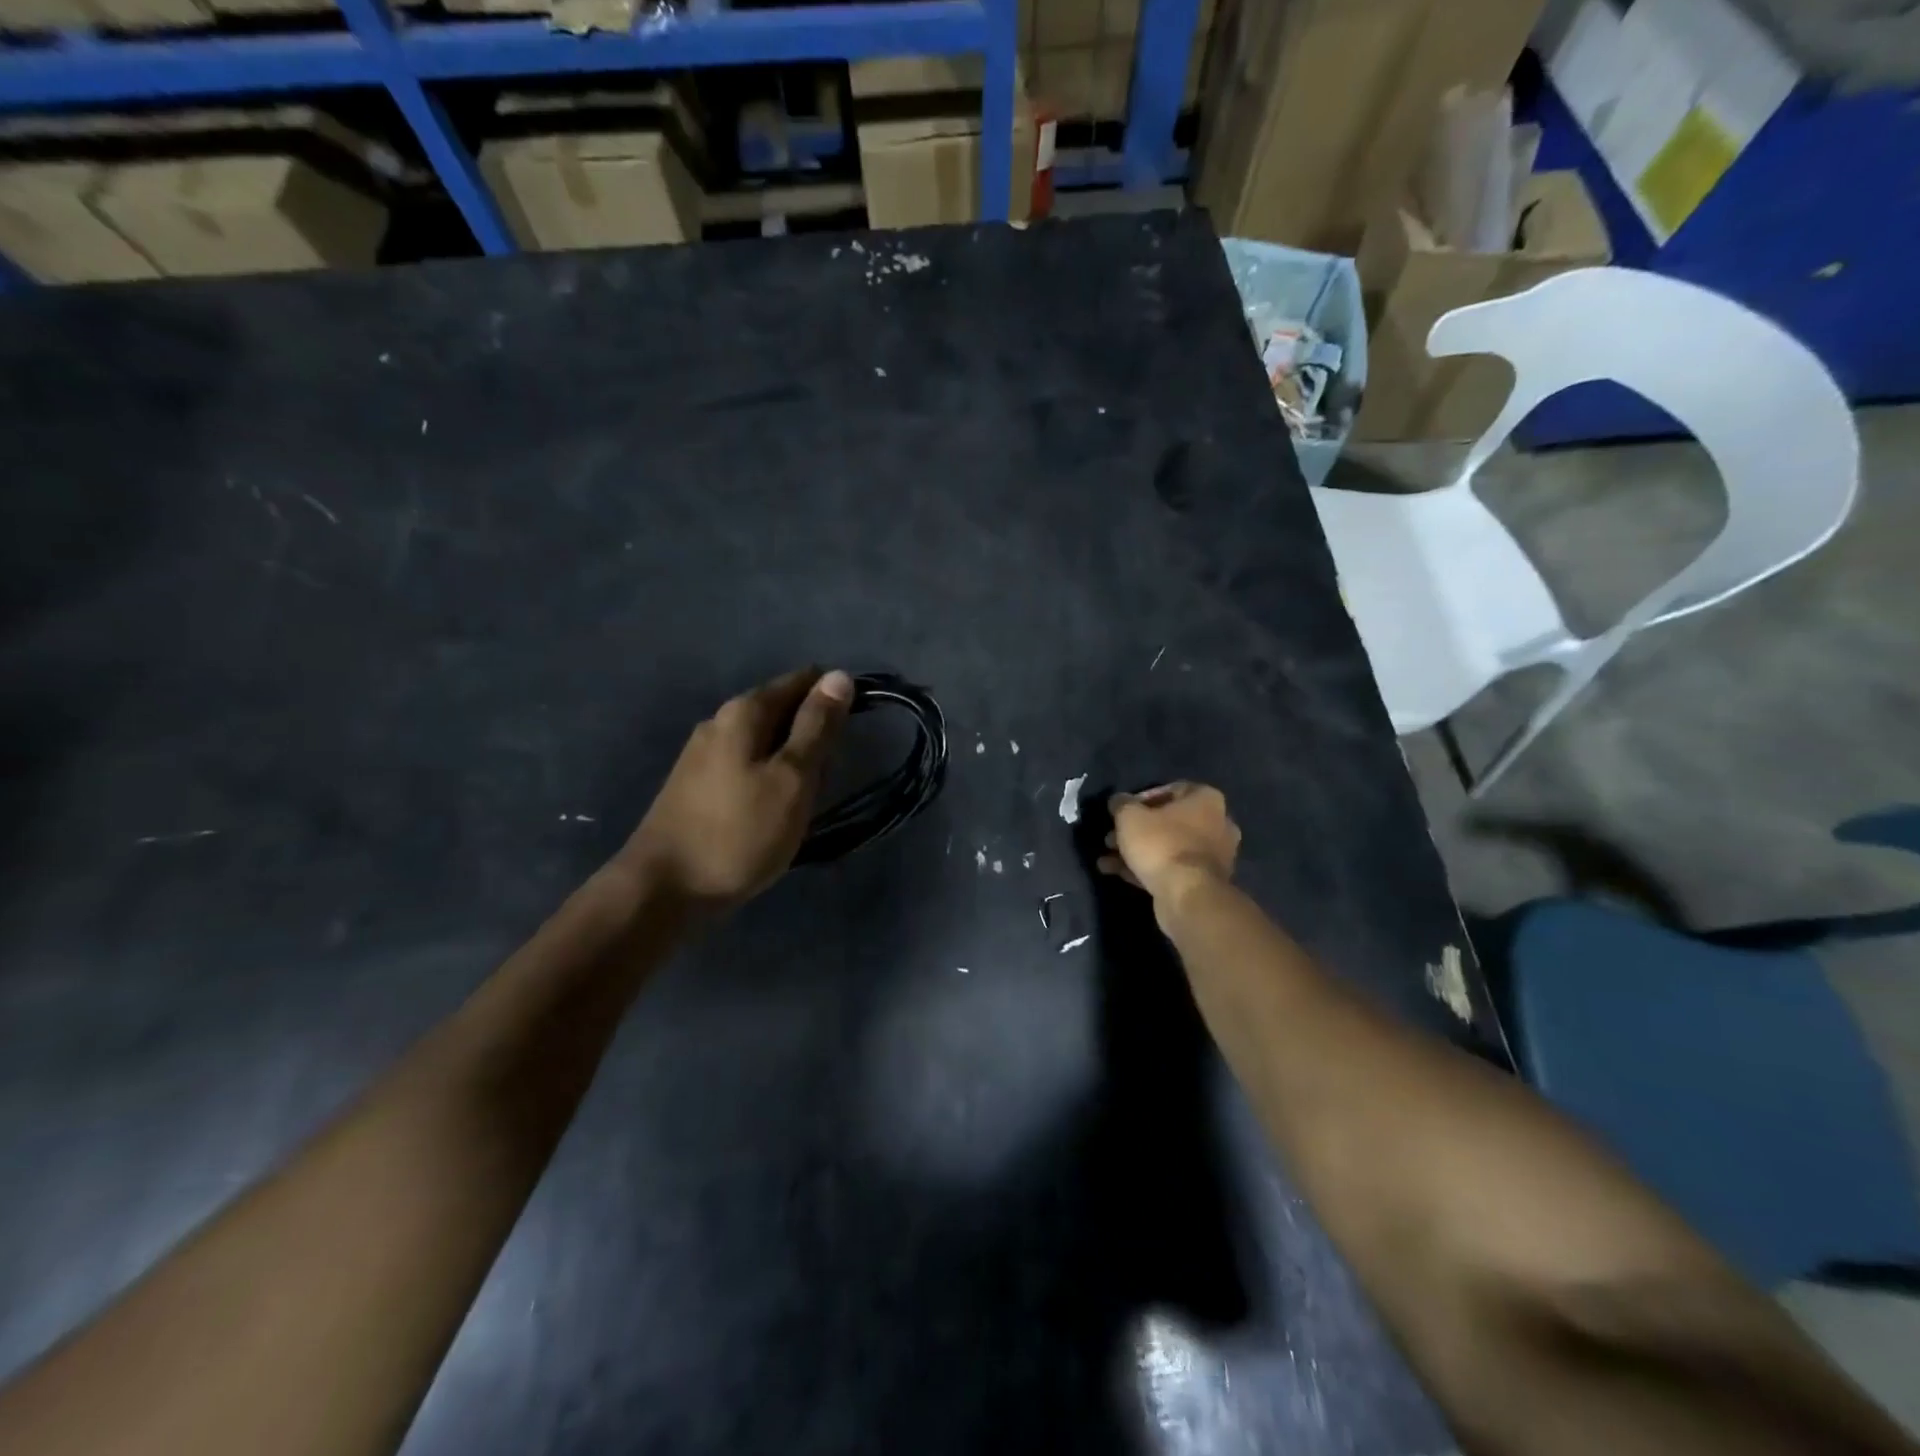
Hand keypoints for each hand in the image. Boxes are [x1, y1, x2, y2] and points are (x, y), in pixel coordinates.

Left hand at [619, 668, 853, 911]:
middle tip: (824, 783)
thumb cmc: (740, 832)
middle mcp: (719, 722)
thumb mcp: (792, 778)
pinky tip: (772, 814)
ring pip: (766, 744)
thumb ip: (817, 727)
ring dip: (792, 765)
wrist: (664, 889)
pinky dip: (769, 782)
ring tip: (802, 806)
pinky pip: (747, 768)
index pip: (801, 681)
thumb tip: (840, 675)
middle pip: (782, 712)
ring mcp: (702, 755)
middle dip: (813, 738)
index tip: (852, 735)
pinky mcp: (696, 786)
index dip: (833, 699)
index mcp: (744, 712)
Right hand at [1099, 782, 1241, 906]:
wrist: (1187, 895)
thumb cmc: (1161, 844)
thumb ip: (1121, 804)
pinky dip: (1145, 868)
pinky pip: (1170, 868)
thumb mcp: (1129, 816)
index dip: (1140, 799)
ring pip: (1167, 846)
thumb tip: (1118, 802)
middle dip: (1136, 829)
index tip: (1122, 811)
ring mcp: (1213, 856)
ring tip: (1107, 858)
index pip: (1170, 790)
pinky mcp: (1203, 882)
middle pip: (1168, 821)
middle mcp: (1217, 823)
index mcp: (1206, 799)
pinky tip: (1115, 872)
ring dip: (1136, 851)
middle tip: (1111, 837)